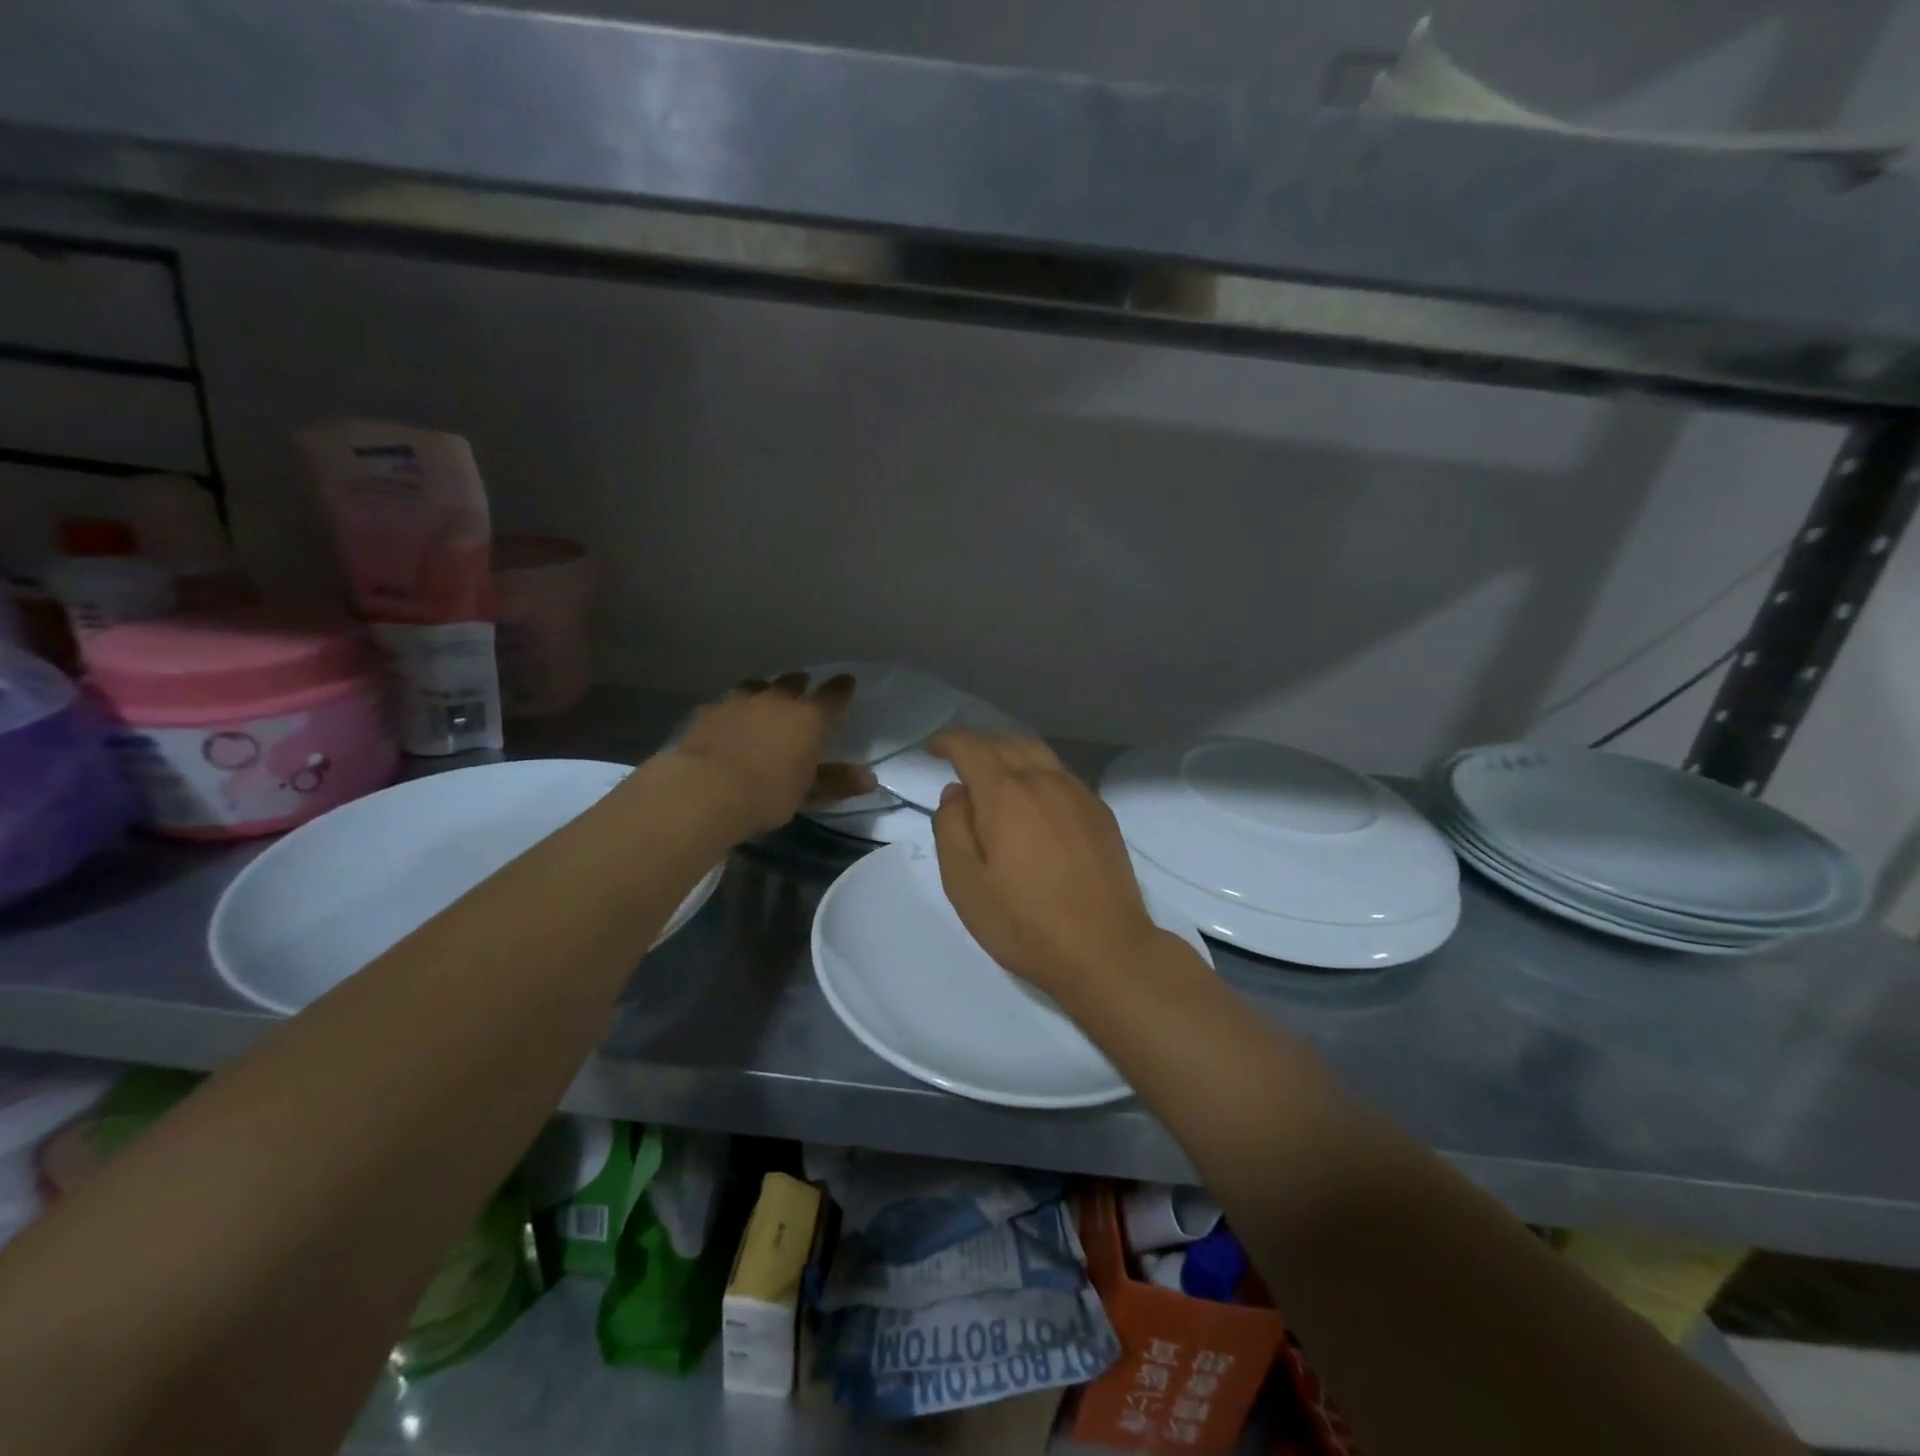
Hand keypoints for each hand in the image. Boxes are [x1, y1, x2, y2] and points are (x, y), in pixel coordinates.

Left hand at [672, 673, 874, 834]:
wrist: (707, 789)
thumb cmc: (768, 793)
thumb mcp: (808, 792)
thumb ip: (837, 781)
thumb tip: (871, 779)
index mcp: (809, 718)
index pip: (833, 695)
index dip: (842, 688)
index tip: (847, 682)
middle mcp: (777, 701)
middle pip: (793, 683)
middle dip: (800, 684)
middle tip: (802, 688)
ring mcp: (740, 702)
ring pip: (757, 686)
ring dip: (764, 691)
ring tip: (763, 699)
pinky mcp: (709, 712)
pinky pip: (727, 703)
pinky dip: (734, 709)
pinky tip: (729, 721)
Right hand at [929, 730, 1165, 1000]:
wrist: (1105, 950)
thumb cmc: (1025, 923)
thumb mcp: (965, 884)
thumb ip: (951, 828)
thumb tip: (956, 793)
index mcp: (1006, 794)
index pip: (971, 747)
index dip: (947, 741)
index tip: (932, 749)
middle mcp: (1044, 781)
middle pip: (1006, 743)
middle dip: (978, 745)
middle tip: (959, 763)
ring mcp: (1078, 794)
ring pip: (1038, 753)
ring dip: (1009, 753)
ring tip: (995, 775)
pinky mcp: (1100, 812)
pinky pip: (1061, 774)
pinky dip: (1038, 772)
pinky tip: (1034, 800)